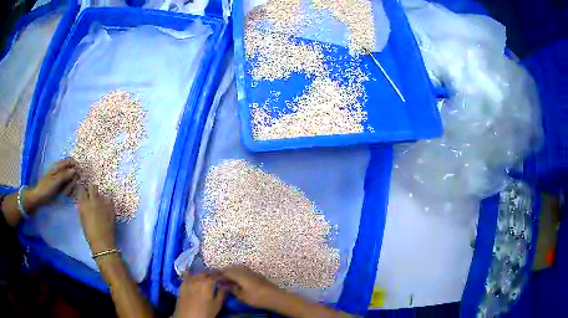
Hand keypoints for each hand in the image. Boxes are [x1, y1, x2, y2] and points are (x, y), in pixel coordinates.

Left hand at [26, 159, 77, 211]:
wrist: (40, 198)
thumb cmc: (46, 188)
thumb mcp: (55, 181)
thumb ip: (64, 175)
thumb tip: (74, 170)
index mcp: (59, 167)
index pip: (70, 161)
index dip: (76, 166)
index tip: (79, 175)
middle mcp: (61, 171)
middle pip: (72, 171)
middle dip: (73, 181)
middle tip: (69, 189)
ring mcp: (61, 179)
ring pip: (71, 180)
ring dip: (71, 187)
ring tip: (66, 194)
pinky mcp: (61, 187)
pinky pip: (69, 187)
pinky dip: (69, 191)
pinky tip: (66, 195)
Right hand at [76, 185, 115, 253]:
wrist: (102, 242)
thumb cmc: (90, 233)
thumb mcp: (82, 218)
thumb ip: (83, 208)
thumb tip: (83, 202)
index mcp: (83, 203)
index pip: (82, 190)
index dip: (83, 190)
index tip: (84, 192)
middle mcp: (93, 200)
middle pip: (93, 187)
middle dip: (92, 189)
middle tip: (93, 195)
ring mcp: (103, 203)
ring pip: (102, 193)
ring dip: (101, 197)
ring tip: (101, 204)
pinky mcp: (111, 207)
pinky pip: (110, 200)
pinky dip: (109, 203)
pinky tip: (108, 208)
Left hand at [174, 272, 225, 317]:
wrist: (187, 317)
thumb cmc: (205, 312)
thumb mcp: (217, 304)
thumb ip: (222, 293)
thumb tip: (226, 285)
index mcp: (207, 283)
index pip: (216, 274)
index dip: (222, 274)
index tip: (225, 276)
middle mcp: (196, 279)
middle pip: (205, 272)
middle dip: (212, 273)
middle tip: (217, 277)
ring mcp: (187, 281)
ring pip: (196, 273)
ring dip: (203, 274)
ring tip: (207, 278)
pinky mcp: (181, 285)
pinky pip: (188, 277)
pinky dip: (194, 276)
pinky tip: (196, 281)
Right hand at [219, 267, 282, 308]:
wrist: (275, 296)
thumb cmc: (257, 297)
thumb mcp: (242, 295)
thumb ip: (231, 289)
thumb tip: (223, 284)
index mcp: (239, 274)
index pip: (225, 271)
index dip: (217, 273)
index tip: (210, 275)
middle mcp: (244, 270)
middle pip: (231, 268)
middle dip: (223, 271)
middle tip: (216, 276)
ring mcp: (251, 271)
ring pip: (237, 269)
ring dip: (230, 272)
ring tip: (224, 278)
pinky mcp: (256, 275)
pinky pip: (242, 271)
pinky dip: (236, 274)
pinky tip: (235, 279)